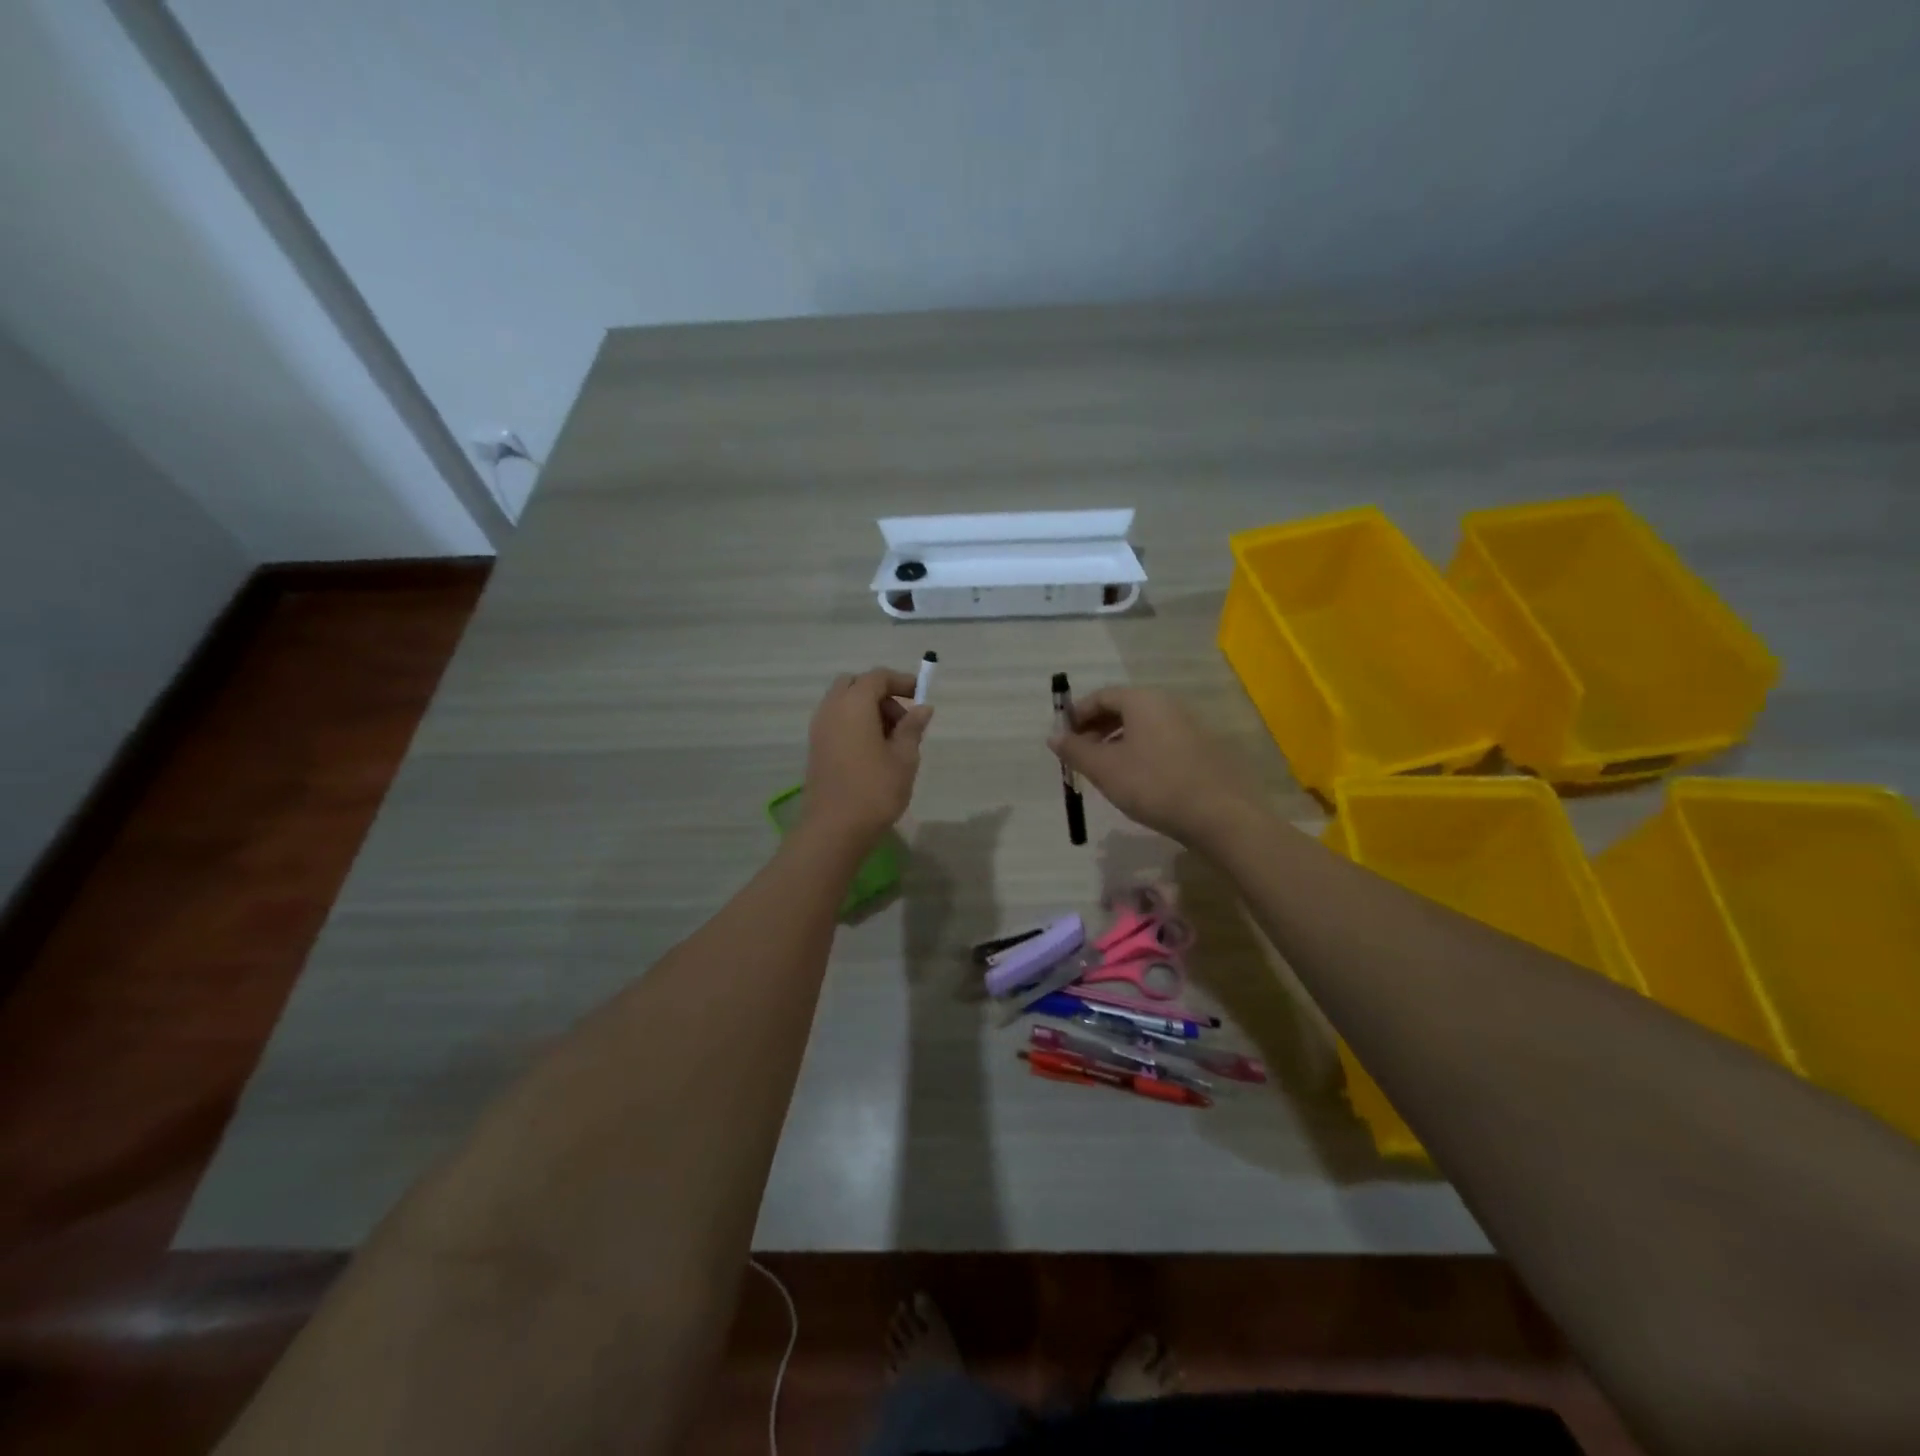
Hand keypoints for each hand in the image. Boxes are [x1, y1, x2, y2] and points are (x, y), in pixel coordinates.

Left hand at [801, 668, 932, 848]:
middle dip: (880, 693)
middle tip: (903, 719)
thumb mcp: (904, 758)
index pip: (877, 677)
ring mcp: (819, 729)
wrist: (834, 829)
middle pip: (855, 685)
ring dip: (868, 710)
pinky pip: (836, 721)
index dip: (901, 681)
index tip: (920, 695)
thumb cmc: (875, 790)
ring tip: (892, 740)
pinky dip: (855, 724)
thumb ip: (912, 728)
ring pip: (844, 703)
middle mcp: (831, 709)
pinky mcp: (815, 748)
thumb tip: (922, 708)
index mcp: (853, 704)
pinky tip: (873, 751)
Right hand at [1048, 686, 1252, 845]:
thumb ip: (1075, 750)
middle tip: (1079, 756)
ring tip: (1104, 771)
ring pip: (1142, 727)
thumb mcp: (1105, 769)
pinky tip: (1135, 781)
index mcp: (1143, 701)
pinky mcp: (1202, 750)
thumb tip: (1054, 736)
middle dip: (1096, 729)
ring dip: (1116, 743)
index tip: (1062, 738)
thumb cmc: (1154, 785)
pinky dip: (1139, 752)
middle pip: (1123, 709)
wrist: (1221, 815)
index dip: (1077, 715)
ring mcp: (1189, 726)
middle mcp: (1167, 705)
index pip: (1101, 696)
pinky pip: (1160, 742)